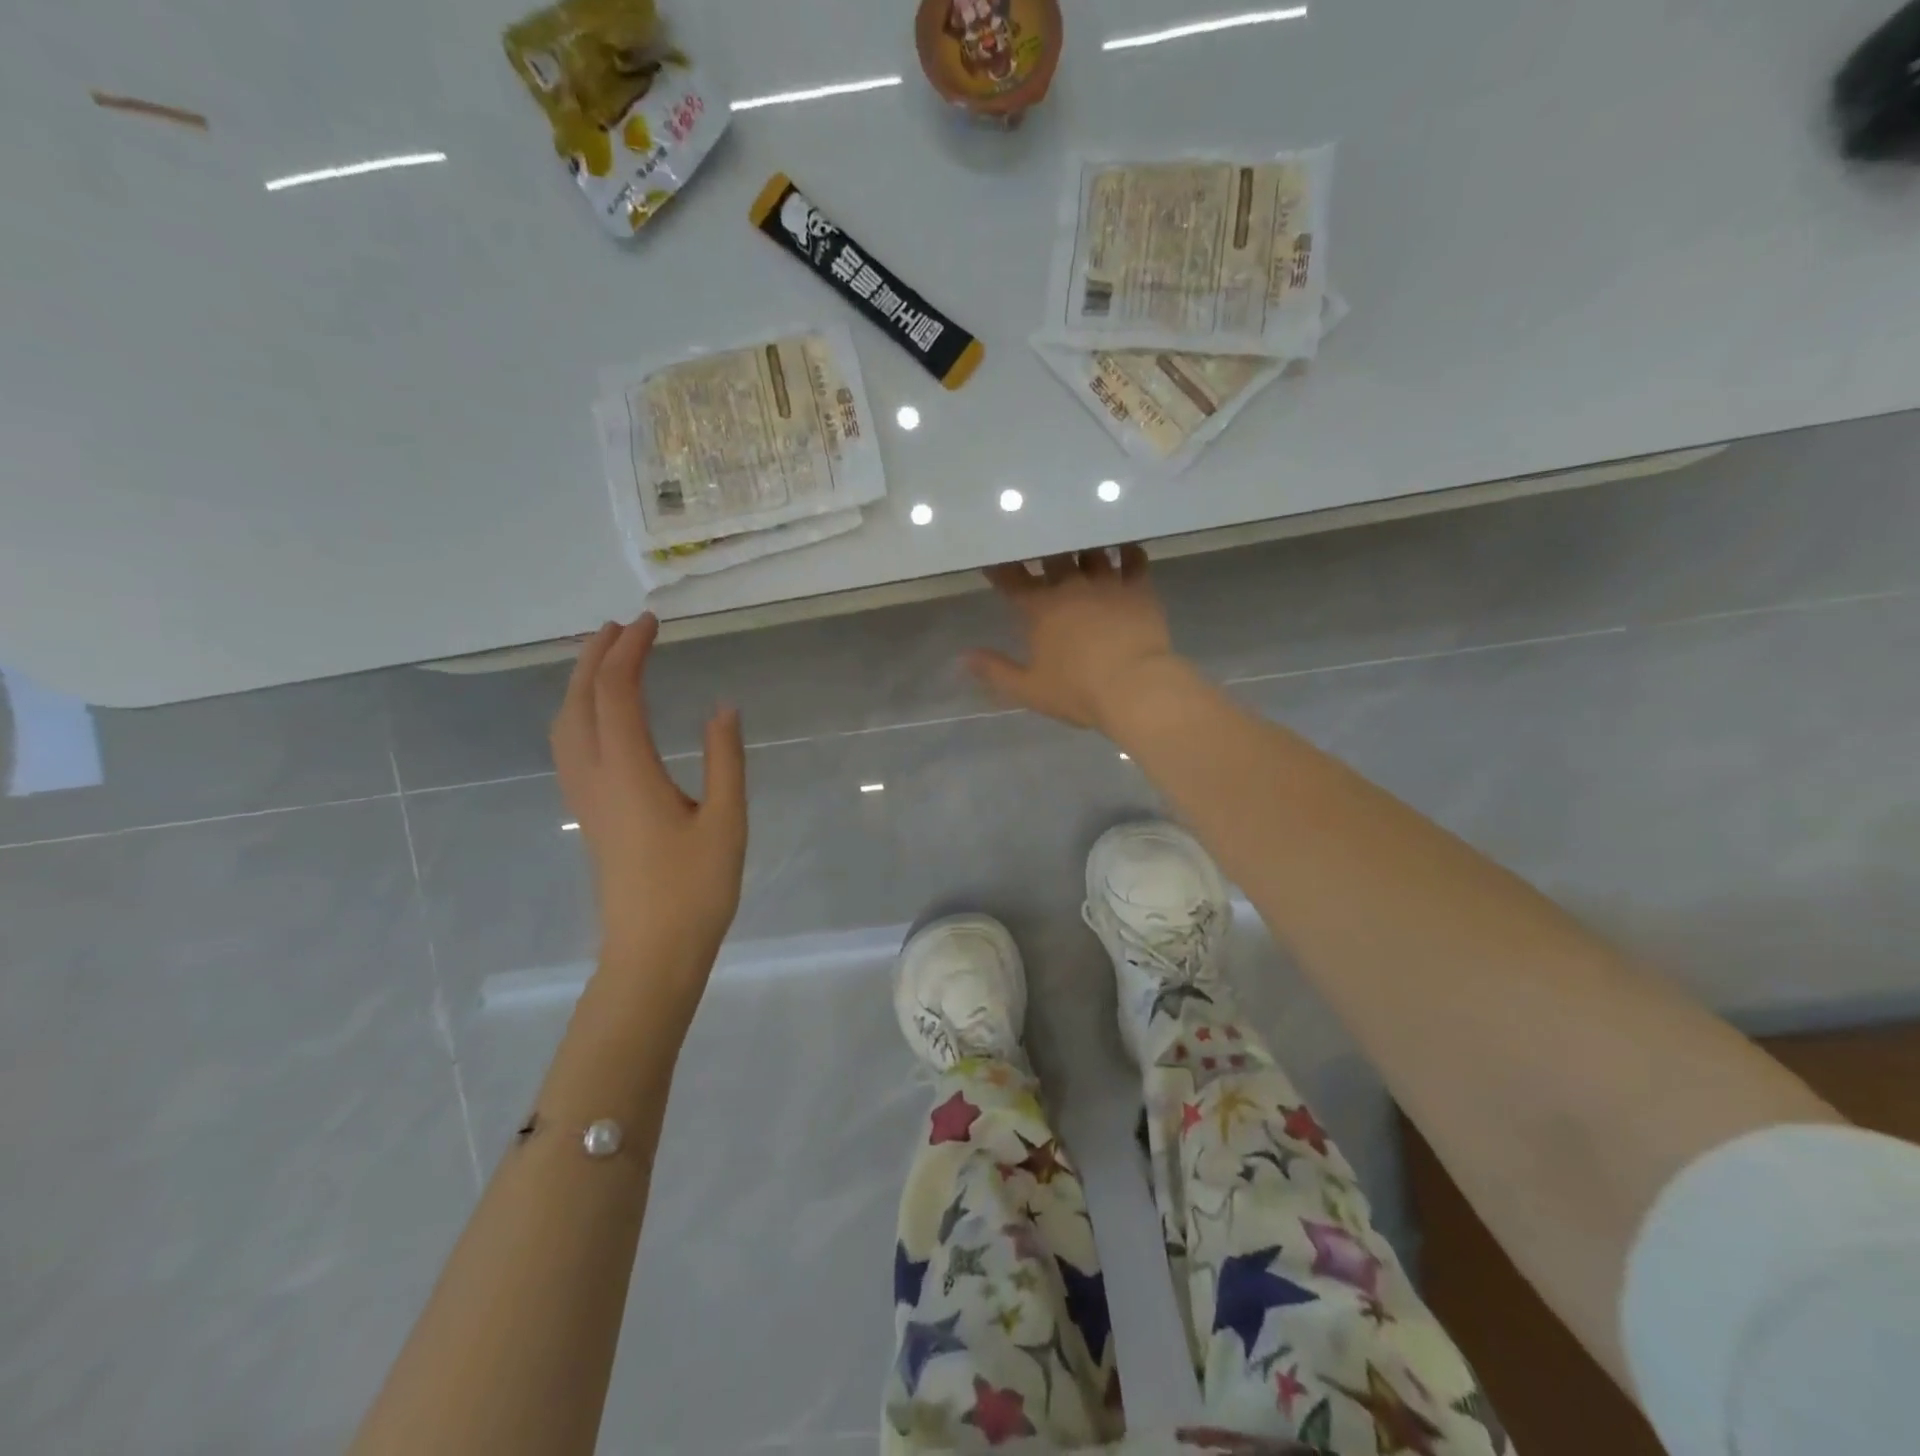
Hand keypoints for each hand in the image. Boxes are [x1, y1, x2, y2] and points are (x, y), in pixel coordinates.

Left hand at [550, 615, 746, 1005]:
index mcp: (629, 771)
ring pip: (565, 724)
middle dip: (595, 656)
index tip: (651, 624)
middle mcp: (595, 775)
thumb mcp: (727, 820)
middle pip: (579, 700)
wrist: (652, 951)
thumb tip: (722, 707)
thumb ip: (724, 759)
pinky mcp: (587, 814)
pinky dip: (576, 713)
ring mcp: (584, 797)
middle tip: (621, 626)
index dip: (630, 652)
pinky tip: (595, 717)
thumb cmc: (696, 888)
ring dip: (579, 683)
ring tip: (603, 658)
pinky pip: (567, 747)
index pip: (617, 693)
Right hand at [965, 546, 1178, 731]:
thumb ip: (995, 671)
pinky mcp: (1139, 587)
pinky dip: (1127, 552)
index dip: (1001, 568)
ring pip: (1091, 551)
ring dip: (1084, 547)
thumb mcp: (1029, 689)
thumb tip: (963, 657)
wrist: (1135, 688)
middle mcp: (1071, 586)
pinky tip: (1125, 549)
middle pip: (1053, 556)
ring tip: (1082, 543)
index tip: (994, 558)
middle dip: (1044, 550)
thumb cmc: (1078, 691)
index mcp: (1041, 608)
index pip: (1012, 579)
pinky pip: (1133, 559)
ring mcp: (1107, 583)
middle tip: (1043, 546)